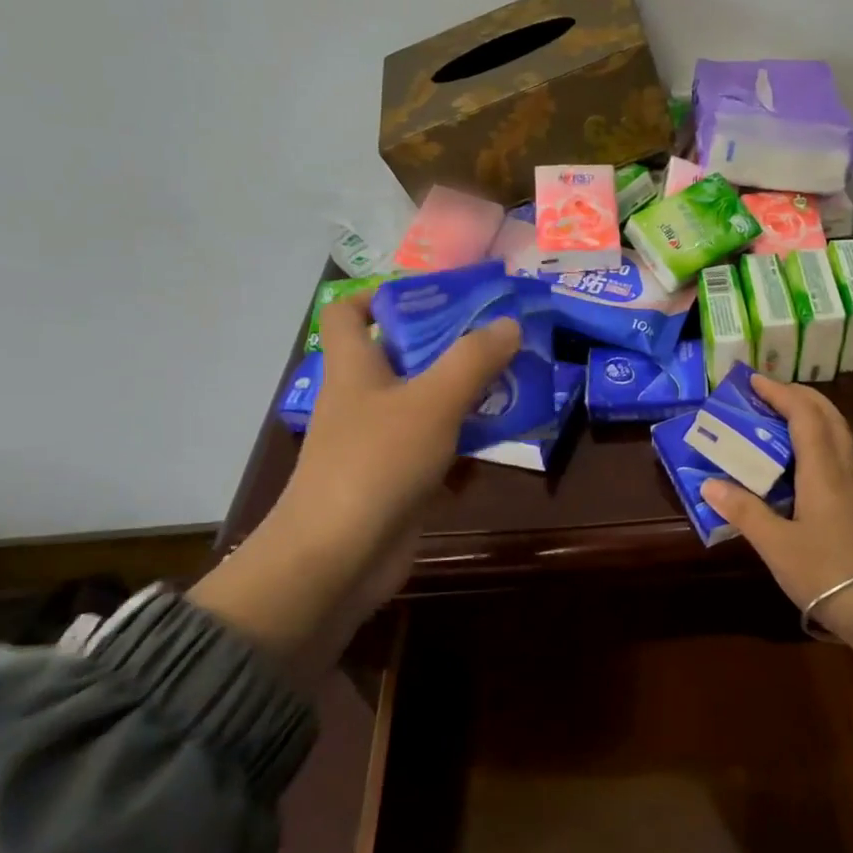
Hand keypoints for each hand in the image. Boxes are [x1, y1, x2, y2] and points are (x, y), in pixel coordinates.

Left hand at [188, 292, 520, 686]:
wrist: (338, 557)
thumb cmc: (376, 463)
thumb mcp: (432, 402)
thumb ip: (473, 360)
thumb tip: (509, 324)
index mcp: (354, 367)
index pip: (349, 312)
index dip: (382, 295)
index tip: (436, 296)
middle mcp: (362, 398)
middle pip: (403, 356)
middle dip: (450, 346)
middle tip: (500, 339)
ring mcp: (379, 442)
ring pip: (426, 404)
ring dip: (465, 395)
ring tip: (514, 384)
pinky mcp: (397, 480)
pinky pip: (436, 448)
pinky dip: (463, 443)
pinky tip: (500, 442)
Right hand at [701, 376, 852, 684]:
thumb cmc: (824, 572)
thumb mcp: (775, 544)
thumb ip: (744, 510)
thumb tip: (710, 484)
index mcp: (824, 471)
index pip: (804, 415)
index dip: (781, 393)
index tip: (755, 380)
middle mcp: (848, 470)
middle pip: (830, 417)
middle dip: (801, 397)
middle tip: (771, 393)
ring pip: (843, 438)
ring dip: (816, 419)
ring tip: (788, 424)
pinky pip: (849, 462)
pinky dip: (828, 448)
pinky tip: (819, 469)